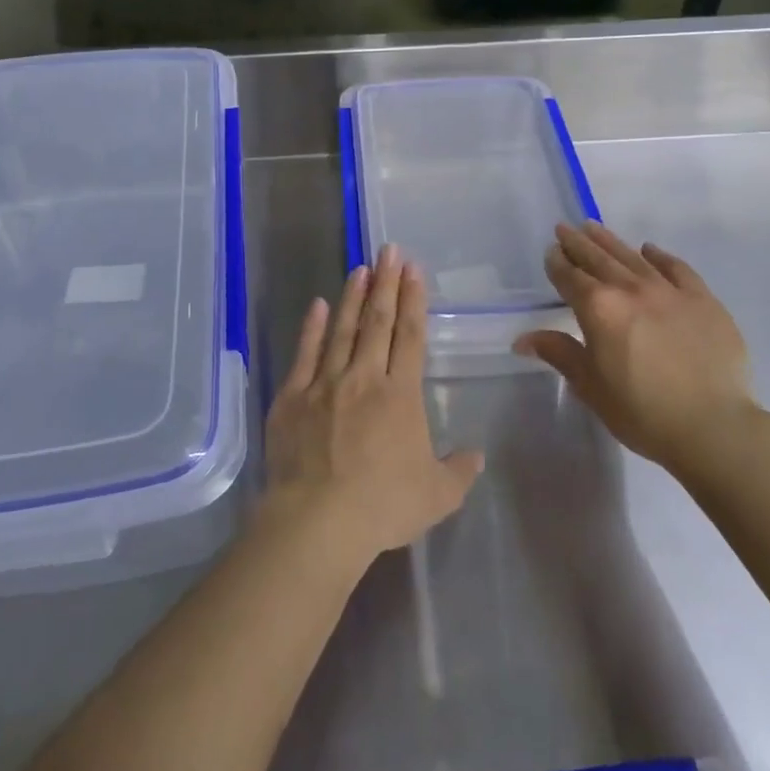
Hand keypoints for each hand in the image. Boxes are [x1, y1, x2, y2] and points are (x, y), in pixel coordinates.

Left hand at [262, 245, 483, 569]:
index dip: (413, 300)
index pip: (411, 336)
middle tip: (389, 250)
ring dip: (353, 296)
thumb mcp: (435, 496)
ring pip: (342, 330)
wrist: (318, 520)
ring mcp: (325, 383)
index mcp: (400, 395)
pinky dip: (312, 327)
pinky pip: (305, 354)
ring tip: (360, 268)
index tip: (413, 269)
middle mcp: (364, 378)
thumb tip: (476, 455)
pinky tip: (318, 305)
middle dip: (386, 283)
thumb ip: (458, 472)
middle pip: (378, 322)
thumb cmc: (382, 506)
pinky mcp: (293, 397)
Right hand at [515, 223, 757, 471]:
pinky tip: (649, 250)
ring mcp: (669, 291)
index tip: (550, 251)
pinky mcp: (703, 300)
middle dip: (578, 243)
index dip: (557, 263)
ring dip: (610, 241)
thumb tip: (523, 339)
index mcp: (598, 308)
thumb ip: (559, 353)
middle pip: (598, 258)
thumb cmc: (641, 411)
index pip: (570, 277)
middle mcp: (630, 289)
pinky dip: (659, 256)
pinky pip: (677, 268)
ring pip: (632, 257)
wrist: (714, 427)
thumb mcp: (590, 386)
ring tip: (594, 227)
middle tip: (565, 229)